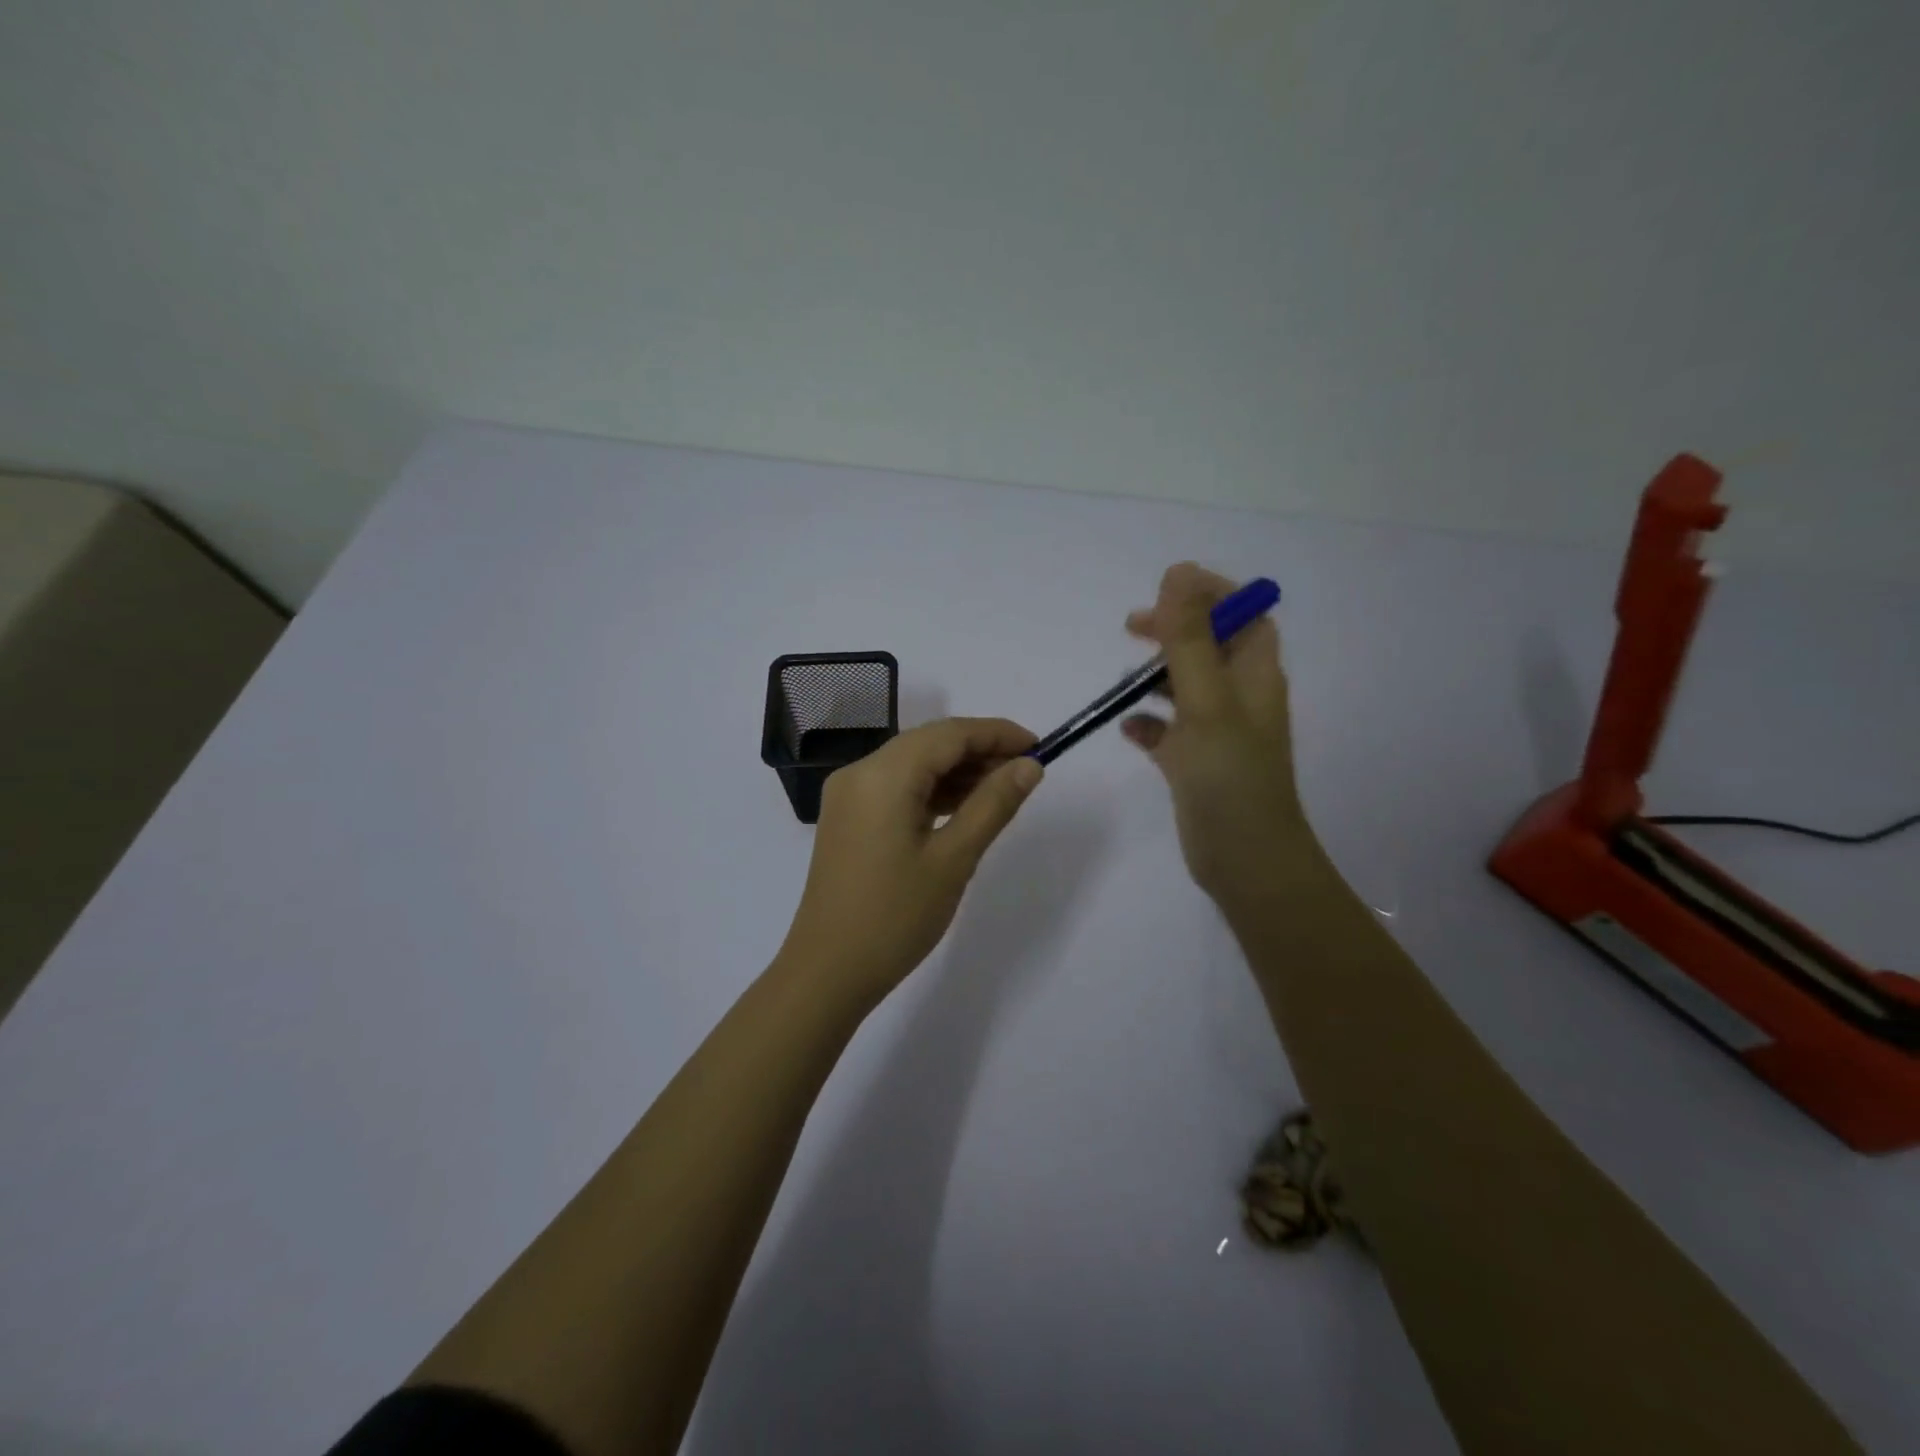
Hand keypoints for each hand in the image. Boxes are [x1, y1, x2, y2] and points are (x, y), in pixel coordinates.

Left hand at [777, 717, 1043, 1009]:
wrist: (828, 971)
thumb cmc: (896, 917)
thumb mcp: (954, 859)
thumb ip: (993, 804)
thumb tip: (1029, 766)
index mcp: (883, 775)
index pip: (949, 733)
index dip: (997, 733)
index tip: (1038, 747)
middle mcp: (860, 772)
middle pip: (929, 743)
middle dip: (979, 750)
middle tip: (1025, 771)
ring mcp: (849, 795)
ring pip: (913, 764)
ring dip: (957, 771)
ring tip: (1002, 790)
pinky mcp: (847, 817)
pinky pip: (896, 787)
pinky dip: (931, 790)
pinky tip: (963, 807)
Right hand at [1120, 563, 1318, 903]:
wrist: (1245, 860)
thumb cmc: (1230, 776)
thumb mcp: (1206, 700)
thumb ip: (1189, 638)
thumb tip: (1177, 573)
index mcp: (1256, 676)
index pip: (1243, 615)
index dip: (1210, 594)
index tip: (1166, 590)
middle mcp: (1241, 698)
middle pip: (1209, 645)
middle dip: (1174, 630)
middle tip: (1133, 627)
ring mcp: (1218, 732)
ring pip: (1186, 686)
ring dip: (1156, 675)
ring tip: (1123, 680)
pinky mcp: (1197, 763)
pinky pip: (1169, 730)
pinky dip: (1148, 723)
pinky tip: (1127, 728)